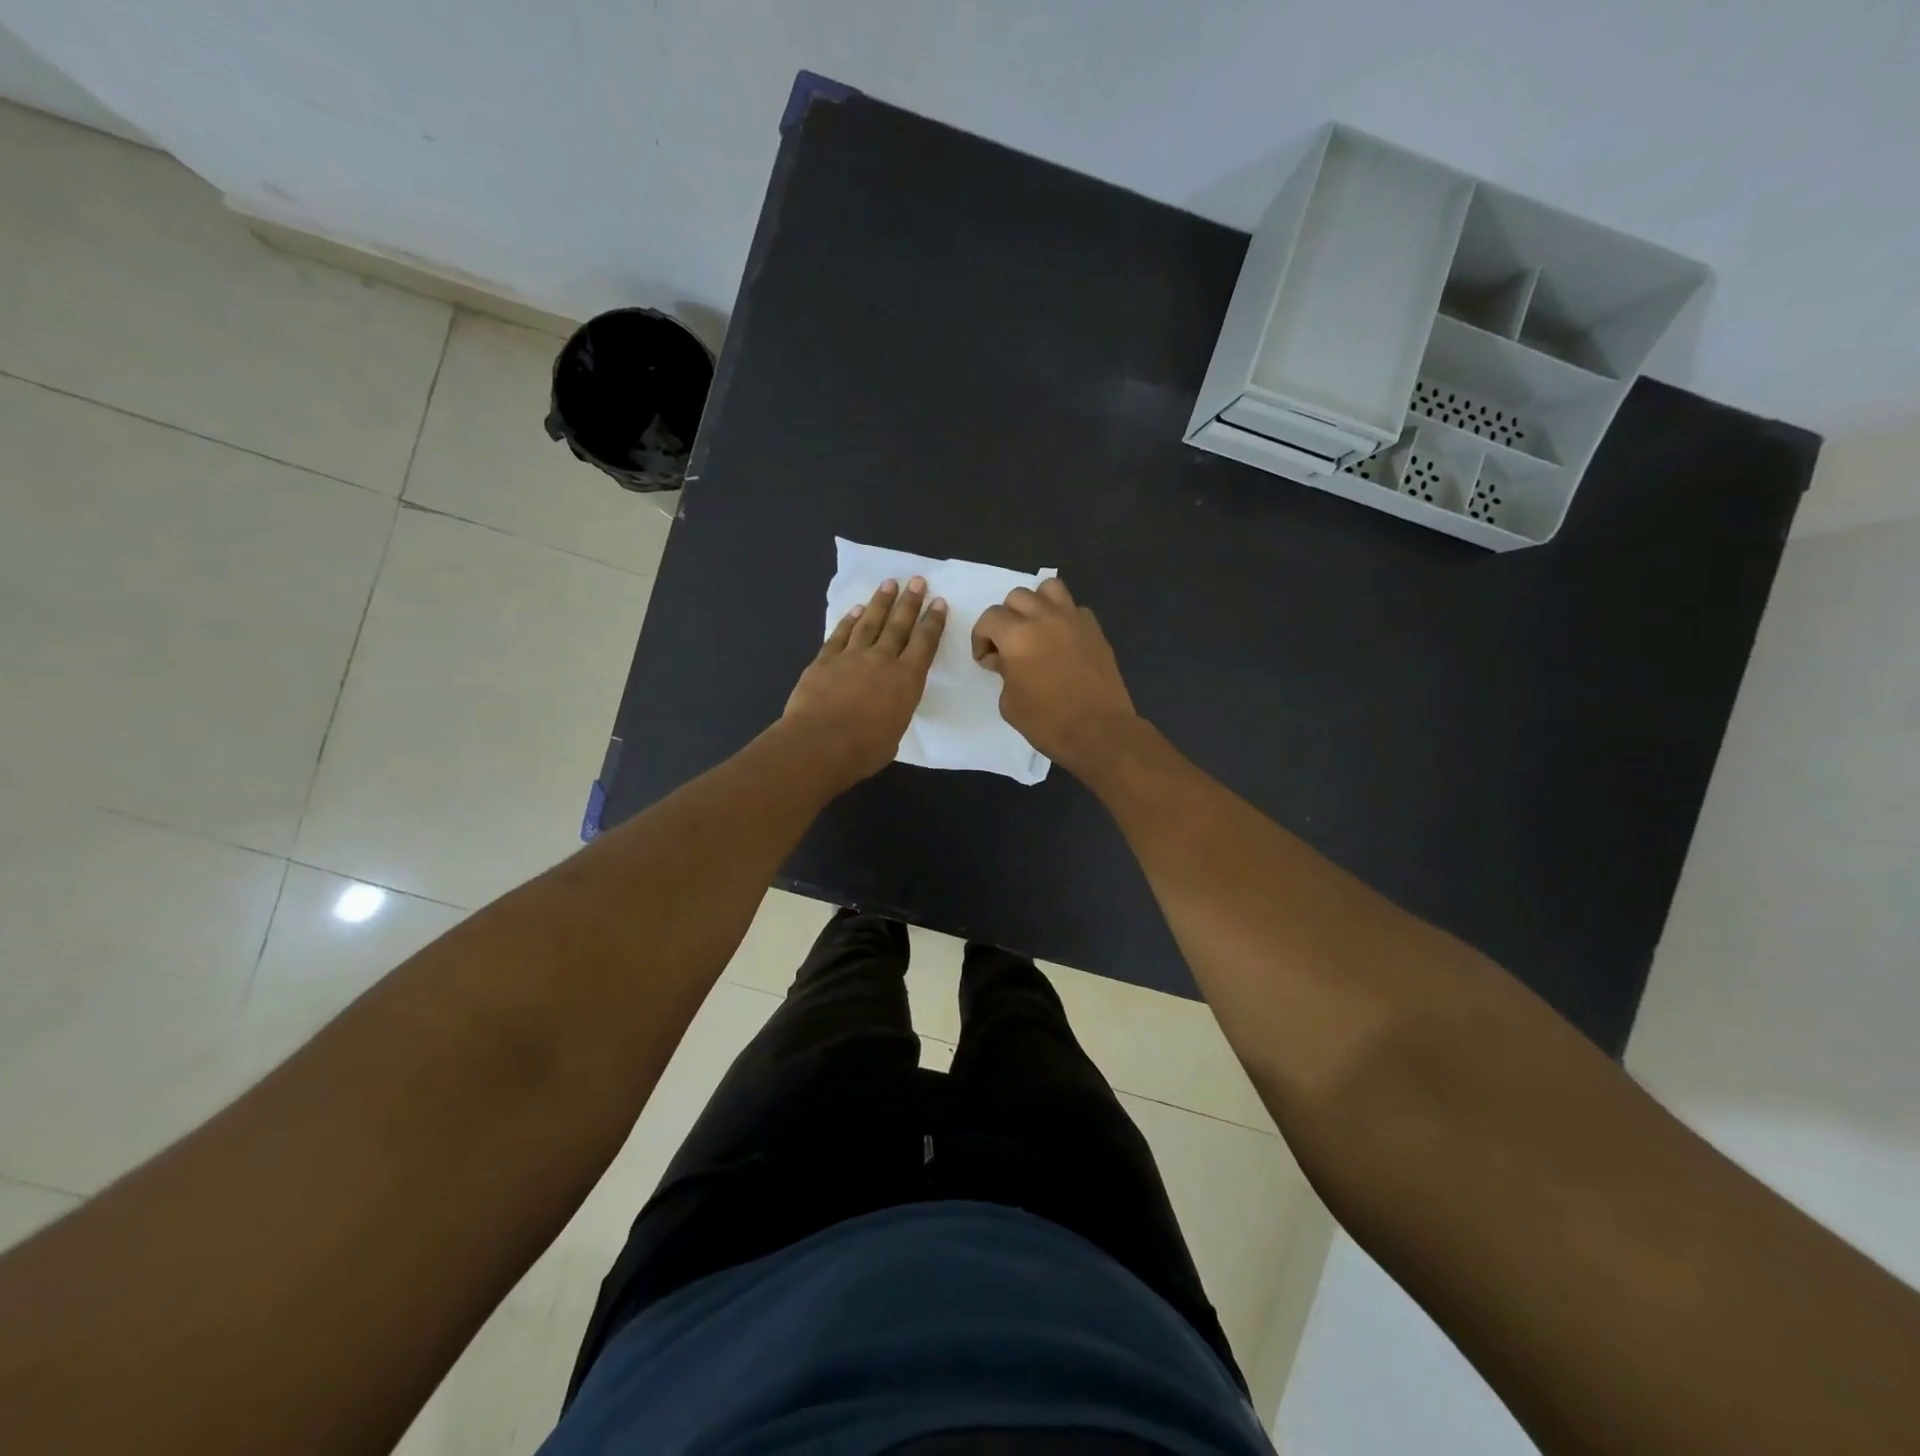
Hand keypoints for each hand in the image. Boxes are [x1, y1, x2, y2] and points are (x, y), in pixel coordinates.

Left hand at [783, 576, 946, 787]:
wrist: (819, 744)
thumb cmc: (864, 750)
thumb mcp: (894, 735)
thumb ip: (894, 714)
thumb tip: (885, 710)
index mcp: (906, 680)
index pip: (924, 644)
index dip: (933, 622)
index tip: (938, 602)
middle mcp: (882, 660)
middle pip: (899, 625)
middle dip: (910, 602)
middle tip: (917, 580)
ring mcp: (851, 657)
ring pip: (869, 622)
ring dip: (880, 602)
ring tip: (889, 584)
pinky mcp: (824, 660)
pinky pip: (840, 635)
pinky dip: (848, 621)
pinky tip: (855, 610)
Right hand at [972, 577, 1137, 775]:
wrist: (1099, 731)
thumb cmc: (1047, 722)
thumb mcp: (1009, 702)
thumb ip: (1003, 671)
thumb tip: (1006, 660)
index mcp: (1017, 635)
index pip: (990, 617)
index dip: (982, 638)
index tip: (987, 660)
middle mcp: (1044, 618)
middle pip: (1017, 596)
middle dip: (1007, 618)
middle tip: (1009, 645)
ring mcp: (1074, 620)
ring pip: (1049, 588)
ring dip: (1036, 604)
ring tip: (1036, 629)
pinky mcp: (1095, 630)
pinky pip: (1074, 609)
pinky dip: (1063, 617)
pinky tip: (1062, 640)